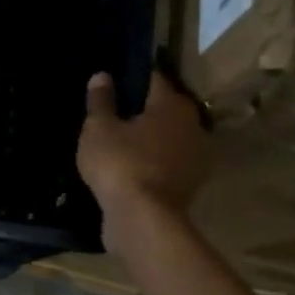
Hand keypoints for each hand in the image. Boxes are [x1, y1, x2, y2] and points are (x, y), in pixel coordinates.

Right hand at [77, 71, 210, 220]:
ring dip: (148, 137)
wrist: (143, 219)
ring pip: (167, 137)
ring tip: (118, 140)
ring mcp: (196, 157)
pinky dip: (152, 160)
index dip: (131, 77)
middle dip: (141, 109)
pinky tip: (129, 165)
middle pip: (163, 108)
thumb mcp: (99, 128)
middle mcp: (193, 125)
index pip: (153, 79)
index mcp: (173, 105)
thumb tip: (102, 75)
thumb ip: (101, 101)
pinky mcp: (190, 184)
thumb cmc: (120, 163)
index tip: (113, 80)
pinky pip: (167, 161)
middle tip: (112, 111)